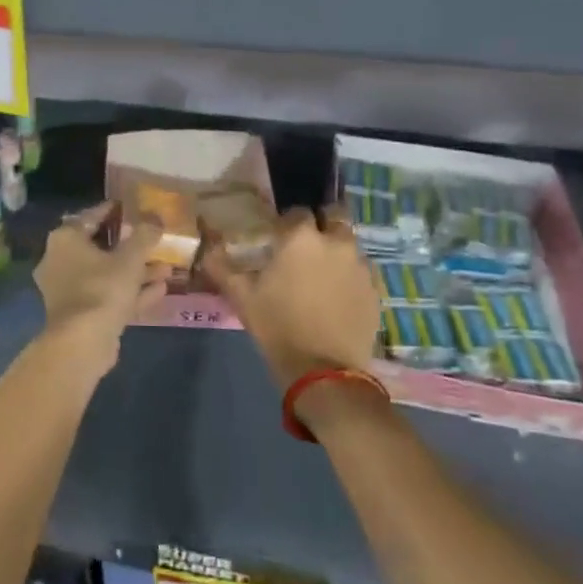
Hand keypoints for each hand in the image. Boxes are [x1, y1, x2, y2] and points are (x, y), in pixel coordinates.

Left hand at [33, 204, 167, 374]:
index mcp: (65, 239)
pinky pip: (108, 296)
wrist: (82, 342)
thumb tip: (156, 217)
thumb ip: (144, 235)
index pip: (91, 216)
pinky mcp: (80, 315)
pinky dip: (131, 292)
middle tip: (155, 241)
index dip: (114, 211)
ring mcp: (68, 290)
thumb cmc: (102, 288)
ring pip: (107, 274)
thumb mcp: (129, 258)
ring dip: (136, 272)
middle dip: (131, 247)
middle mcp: (60, 261)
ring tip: (167, 268)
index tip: (133, 208)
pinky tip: (160, 290)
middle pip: (100, 248)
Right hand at [201, 208, 379, 388]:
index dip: (288, 221)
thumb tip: (206, 246)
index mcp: (301, 237)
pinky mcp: (375, 290)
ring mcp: (360, 266)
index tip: (279, 236)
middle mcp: (335, 242)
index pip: (298, 211)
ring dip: (338, 249)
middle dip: (323, 223)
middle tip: (308, 243)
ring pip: (350, 244)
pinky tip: (339, 294)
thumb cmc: (277, 326)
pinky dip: (351, 274)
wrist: (323, 372)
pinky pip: (363, 271)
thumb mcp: (241, 296)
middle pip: (335, 216)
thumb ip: (221, 265)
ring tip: (324, 271)